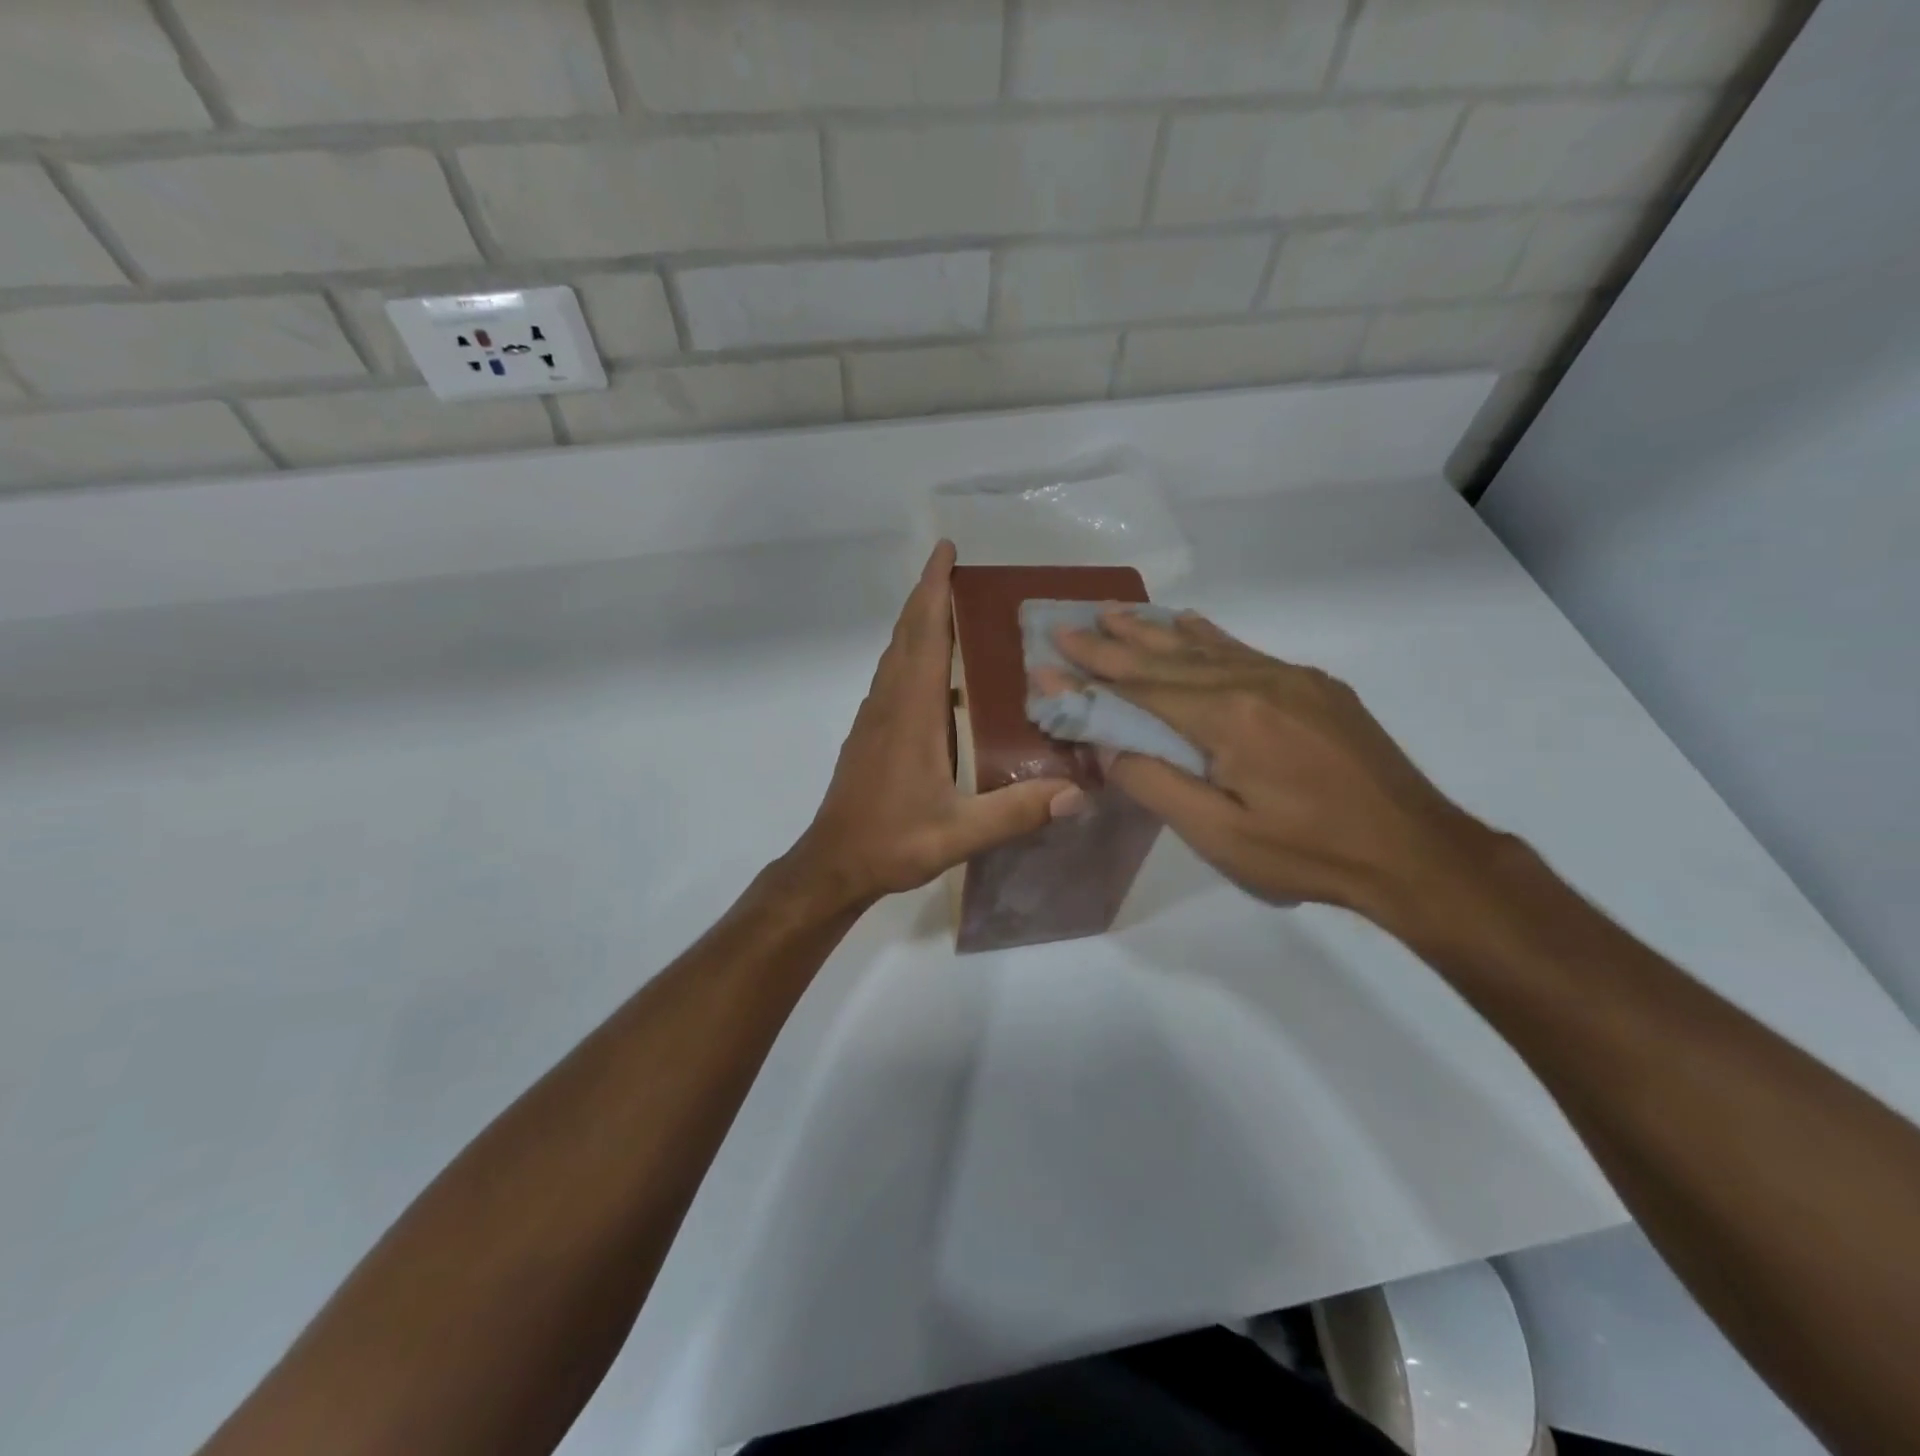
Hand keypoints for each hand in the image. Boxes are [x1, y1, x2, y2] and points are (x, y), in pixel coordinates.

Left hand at [788, 542, 1083, 907]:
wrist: (834, 863)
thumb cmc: (892, 841)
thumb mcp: (958, 833)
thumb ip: (1016, 812)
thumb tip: (1078, 792)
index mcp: (911, 713)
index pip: (924, 635)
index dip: (934, 590)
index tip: (946, 550)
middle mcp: (889, 703)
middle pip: (907, 634)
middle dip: (927, 594)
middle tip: (956, 568)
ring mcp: (874, 717)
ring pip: (896, 654)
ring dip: (918, 622)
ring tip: (952, 608)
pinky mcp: (870, 733)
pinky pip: (892, 677)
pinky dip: (912, 653)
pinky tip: (937, 673)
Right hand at [1053, 608, 1498, 926]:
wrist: (1414, 851)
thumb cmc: (1309, 853)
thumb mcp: (1220, 836)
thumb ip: (1156, 784)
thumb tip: (1107, 745)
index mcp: (1228, 718)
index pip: (1142, 689)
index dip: (1092, 674)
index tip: (1050, 654)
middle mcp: (1255, 682)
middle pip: (1169, 658)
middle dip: (1114, 642)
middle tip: (1071, 622)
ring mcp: (1290, 679)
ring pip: (1207, 647)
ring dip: (1155, 631)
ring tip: (1116, 613)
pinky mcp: (1314, 687)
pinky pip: (1246, 651)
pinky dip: (1210, 636)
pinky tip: (1191, 623)